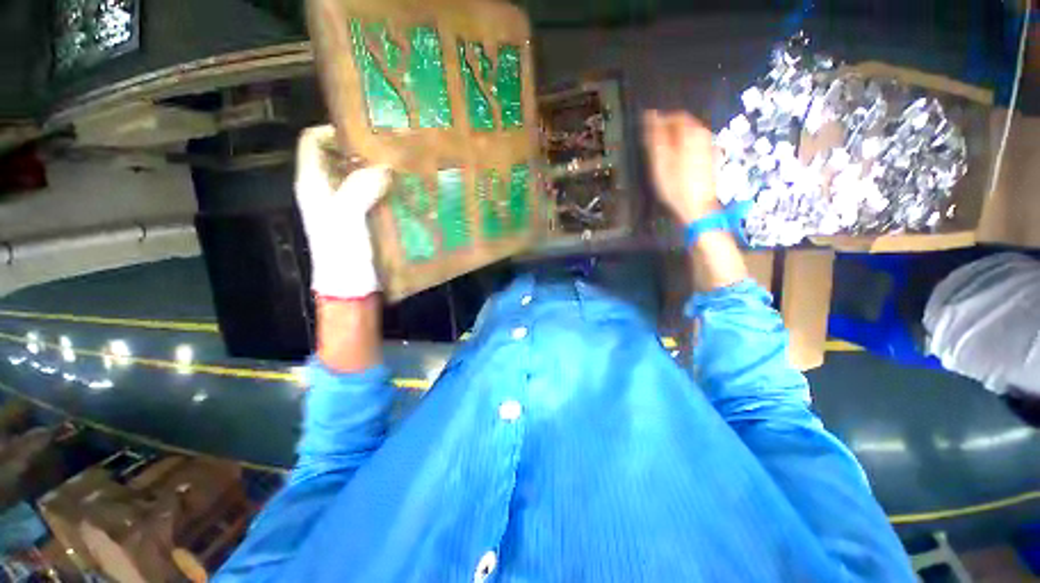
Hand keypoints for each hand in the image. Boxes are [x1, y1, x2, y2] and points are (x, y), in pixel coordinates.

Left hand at [294, 125, 390, 299]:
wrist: (353, 288)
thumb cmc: (343, 254)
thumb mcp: (347, 218)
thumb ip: (360, 188)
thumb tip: (383, 166)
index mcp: (313, 184)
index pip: (313, 141)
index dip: (334, 130)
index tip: (367, 131)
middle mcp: (327, 190)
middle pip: (340, 157)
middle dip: (364, 150)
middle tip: (392, 148)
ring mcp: (347, 206)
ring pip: (360, 177)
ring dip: (379, 171)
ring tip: (403, 167)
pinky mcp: (364, 219)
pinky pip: (374, 196)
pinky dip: (387, 190)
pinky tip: (406, 191)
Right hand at [642, 111, 719, 224]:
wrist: (697, 206)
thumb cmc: (675, 185)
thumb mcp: (660, 161)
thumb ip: (656, 137)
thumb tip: (650, 115)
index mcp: (690, 132)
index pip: (674, 116)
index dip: (659, 121)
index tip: (646, 132)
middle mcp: (702, 134)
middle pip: (683, 123)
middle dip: (667, 130)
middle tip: (652, 145)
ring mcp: (708, 145)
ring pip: (688, 134)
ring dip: (673, 139)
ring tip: (661, 153)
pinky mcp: (708, 156)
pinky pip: (693, 144)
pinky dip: (681, 147)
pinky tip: (673, 160)